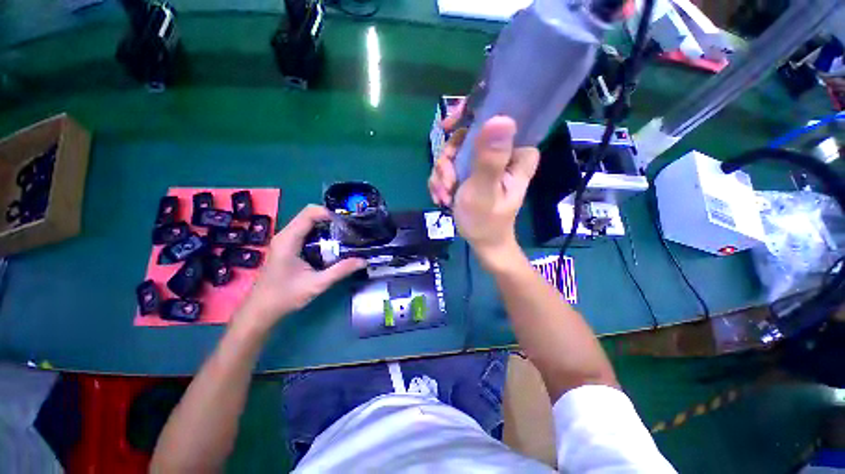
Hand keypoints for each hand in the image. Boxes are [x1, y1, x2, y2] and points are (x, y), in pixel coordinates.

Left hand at [235, 205, 365, 332]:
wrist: (261, 309)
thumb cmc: (285, 296)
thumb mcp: (317, 284)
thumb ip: (341, 270)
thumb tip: (364, 261)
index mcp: (289, 239)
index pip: (310, 213)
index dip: (330, 213)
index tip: (347, 222)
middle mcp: (285, 235)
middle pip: (310, 215)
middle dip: (331, 218)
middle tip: (350, 229)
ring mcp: (285, 240)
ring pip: (308, 222)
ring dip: (326, 225)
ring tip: (345, 235)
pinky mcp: (287, 246)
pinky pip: (305, 231)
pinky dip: (320, 233)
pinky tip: (332, 244)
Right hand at [428, 113, 539, 267]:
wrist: (482, 242)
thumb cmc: (486, 221)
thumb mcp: (485, 191)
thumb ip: (490, 159)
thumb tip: (500, 118)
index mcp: (517, 151)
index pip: (496, 113)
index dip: (468, 114)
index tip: (447, 127)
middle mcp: (503, 150)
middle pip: (466, 133)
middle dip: (448, 160)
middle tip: (447, 183)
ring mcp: (485, 160)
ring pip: (453, 150)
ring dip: (442, 175)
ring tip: (444, 197)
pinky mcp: (472, 170)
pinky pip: (449, 164)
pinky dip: (441, 181)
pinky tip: (442, 198)